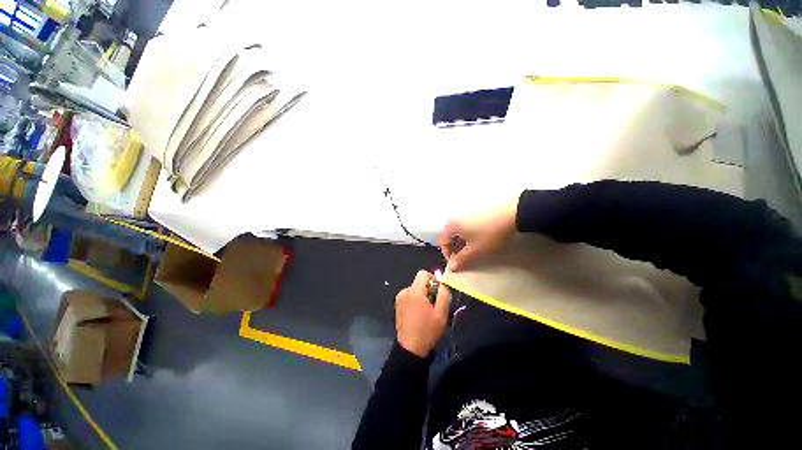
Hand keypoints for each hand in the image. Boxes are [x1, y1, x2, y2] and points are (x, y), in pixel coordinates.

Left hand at [395, 270, 451, 357]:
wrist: (410, 350)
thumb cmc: (427, 331)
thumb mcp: (441, 313)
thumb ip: (444, 294)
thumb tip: (443, 283)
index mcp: (414, 291)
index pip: (423, 273)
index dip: (433, 279)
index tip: (438, 292)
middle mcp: (404, 291)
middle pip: (419, 282)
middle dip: (429, 290)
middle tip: (434, 305)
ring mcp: (399, 298)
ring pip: (415, 289)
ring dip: (423, 296)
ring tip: (427, 312)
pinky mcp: (398, 304)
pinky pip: (410, 295)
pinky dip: (416, 300)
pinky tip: (419, 314)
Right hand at [439, 198, 517, 270]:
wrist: (513, 212)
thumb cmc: (490, 234)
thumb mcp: (475, 250)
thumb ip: (461, 260)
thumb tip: (451, 267)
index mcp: (451, 225)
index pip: (443, 241)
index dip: (448, 254)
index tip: (456, 263)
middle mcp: (456, 215)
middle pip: (451, 234)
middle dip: (456, 247)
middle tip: (465, 256)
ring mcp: (467, 210)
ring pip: (460, 228)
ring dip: (463, 240)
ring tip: (474, 247)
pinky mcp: (478, 208)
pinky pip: (468, 223)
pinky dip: (470, 231)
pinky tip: (481, 236)